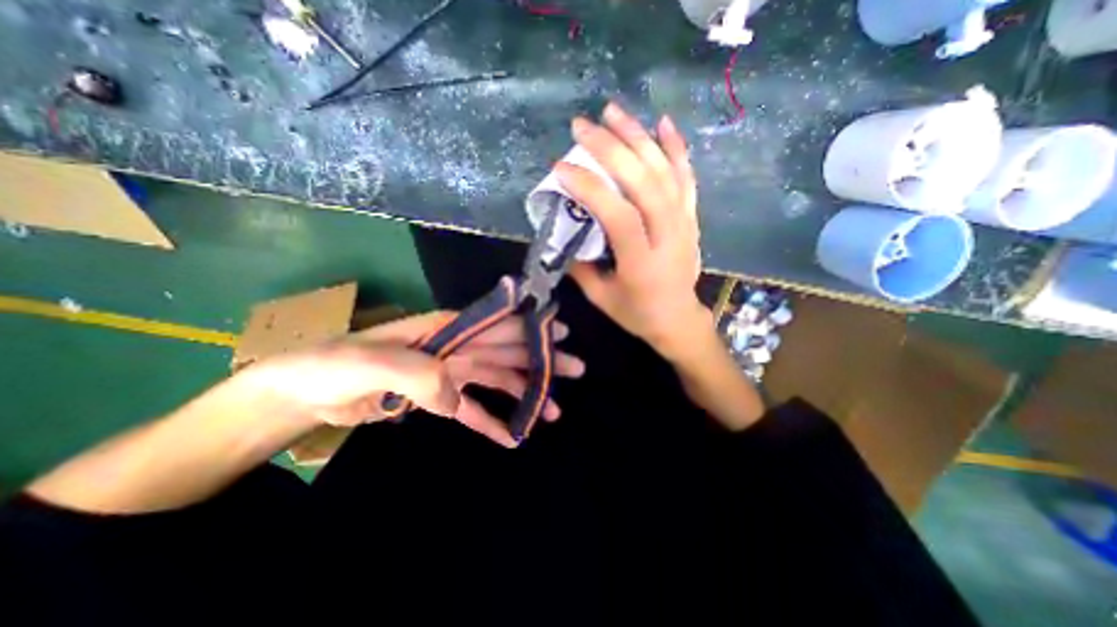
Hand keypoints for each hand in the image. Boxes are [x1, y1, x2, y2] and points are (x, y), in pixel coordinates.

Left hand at [236, 310, 584, 448]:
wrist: (304, 391)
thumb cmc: (334, 366)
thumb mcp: (370, 364)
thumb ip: (417, 374)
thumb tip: (456, 397)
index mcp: (445, 329)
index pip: (498, 325)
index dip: (532, 328)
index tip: (561, 332)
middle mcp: (455, 346)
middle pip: (508, 352)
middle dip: (542, 359)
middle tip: (575, 368)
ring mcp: (449, 373)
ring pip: (498, 381)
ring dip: (527, 394)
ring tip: (554, 411)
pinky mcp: (439, 399)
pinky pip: (472, 410)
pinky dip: (492, 421)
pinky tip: (513, 436)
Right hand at [556, 99, 710, 357]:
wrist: (678, 319)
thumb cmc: (637, 313)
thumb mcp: (601, 298)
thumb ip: (580, 266)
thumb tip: (563, 232)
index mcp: (641, 262)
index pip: (618, 215)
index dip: (590, 188)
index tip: (561, 169)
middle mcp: (667, 236)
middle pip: (643, 183)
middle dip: (611, 148)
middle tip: (582, 125)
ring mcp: (684, 223)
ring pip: (664, 172)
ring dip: (638, 137)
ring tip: (613, 111)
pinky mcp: (691, 218)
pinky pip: (686, 178)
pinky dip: (676, 148)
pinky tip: (663, 123)